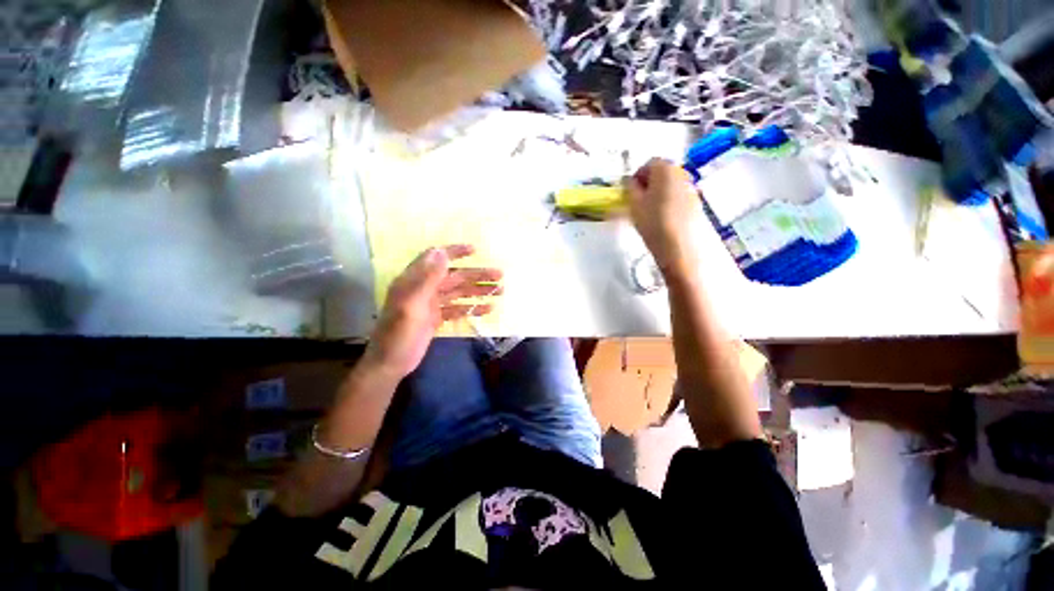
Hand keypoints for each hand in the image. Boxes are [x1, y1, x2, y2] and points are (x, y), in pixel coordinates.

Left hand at [365, 244, 501, 378]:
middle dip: (477, 275)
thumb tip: (442, 251)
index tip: (475, 250)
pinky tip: (488, 309)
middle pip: (455, 276)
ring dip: (478, 290)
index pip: (436, 258)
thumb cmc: (399, 334)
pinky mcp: (437, 318)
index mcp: (414, 281)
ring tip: (500, 290)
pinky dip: (472, 308)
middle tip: (499, 275)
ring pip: (459, 292)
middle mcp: (424, 288)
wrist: (390, 364)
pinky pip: (458, 309)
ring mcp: (432, 304)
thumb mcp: (412, 304)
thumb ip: (428, 278)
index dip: (454, 252)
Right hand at [624, 158, 700, 279]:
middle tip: (638, 202)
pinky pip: (678, 196)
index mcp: (665, 168)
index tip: (630, 192)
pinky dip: (669, 202)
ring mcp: (691, 188)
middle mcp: (681, 173)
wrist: (679, 246)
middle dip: (649, 184)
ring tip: (650, 213)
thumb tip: (630, 181)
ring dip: (659, 193)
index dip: (637, 176)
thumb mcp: (634, 204)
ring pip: (670, 185)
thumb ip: (630, 188)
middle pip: (662, 172)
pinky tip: (663, 219)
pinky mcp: (696, 203)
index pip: (649, 163)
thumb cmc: (653, 222)